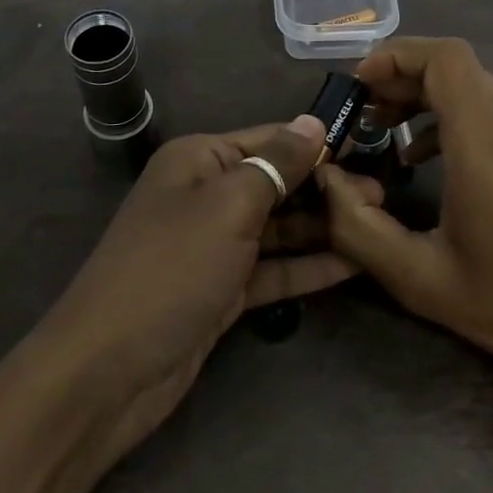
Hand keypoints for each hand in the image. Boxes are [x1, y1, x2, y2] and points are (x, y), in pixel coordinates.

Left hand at [38, 117, 356, 459]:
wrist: (109, 370)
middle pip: (277, 183)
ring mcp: (215, 245)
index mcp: (200, 160)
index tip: (370, 148)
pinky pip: (273, 269)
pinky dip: (307, 267)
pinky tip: (353, 264)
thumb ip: (276, 164)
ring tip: (377, 225)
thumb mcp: (228, 205)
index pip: (270, 139)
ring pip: (278, 228)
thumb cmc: (172, 268)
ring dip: (322, 227)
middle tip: (383, 194)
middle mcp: (207, 194)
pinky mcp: (223, 290)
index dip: (318, 144)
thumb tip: (313, 122)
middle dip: (326, 188)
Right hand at [317, 38, 492, 428]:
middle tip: (367, 112)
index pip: (446, 58)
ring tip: (394, 135)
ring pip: (483, 89)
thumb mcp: (421, 279)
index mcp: (489, 142)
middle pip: (460, 69)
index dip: (397, 56)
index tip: (361, 84)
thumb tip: (326, 181)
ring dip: (433, 100)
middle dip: (405, 80)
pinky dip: (464, 119)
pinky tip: (443, 162)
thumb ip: (358, 227)